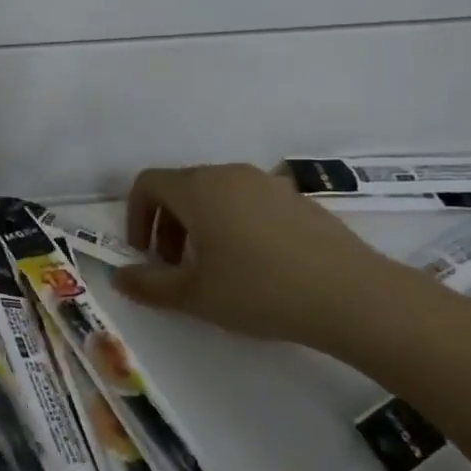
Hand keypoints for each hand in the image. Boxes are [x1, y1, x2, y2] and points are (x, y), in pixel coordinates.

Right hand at [111, 163, 430, 355]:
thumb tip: (119, 277)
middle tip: (174, 267)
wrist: (350, 295)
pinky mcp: (296, 198)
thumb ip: (149, 285)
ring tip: (214, 268)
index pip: (148, 183)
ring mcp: (267, 183)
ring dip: (199, 224)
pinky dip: (233, 223)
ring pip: (216, 194)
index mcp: (198, 189)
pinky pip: (248, 201)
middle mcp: (229, 174)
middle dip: (166, 224)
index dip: (136, 216)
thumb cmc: (259, 290)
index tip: (144, 254)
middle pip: (181, 187)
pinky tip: (255, 265)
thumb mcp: (195, 295)